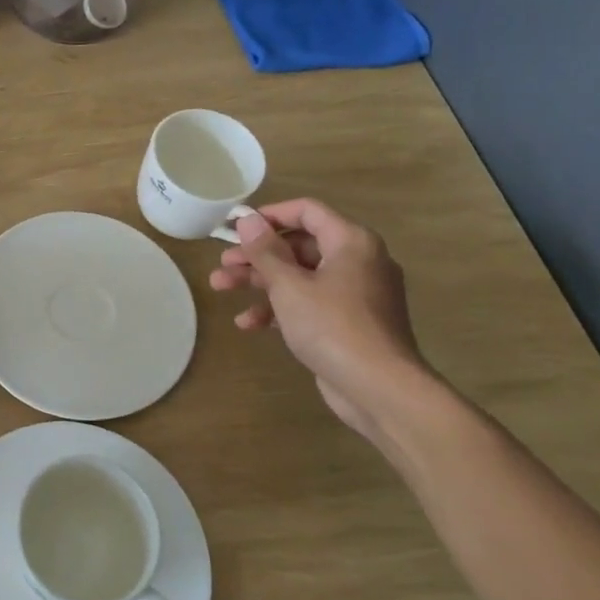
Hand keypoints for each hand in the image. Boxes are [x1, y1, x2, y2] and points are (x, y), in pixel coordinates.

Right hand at [210, 198, 428, 441]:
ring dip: (259, 282)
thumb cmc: (332, 326)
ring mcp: (354, 294)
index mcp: (351, 242)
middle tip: (222, 264)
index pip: (307, 211)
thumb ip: (265, 251)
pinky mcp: (348, 323)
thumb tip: (247, 220)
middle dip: (256, 256)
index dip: (269, 215)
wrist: (379, 388)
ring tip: (220, 288)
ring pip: (299, 277)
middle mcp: (357, 261)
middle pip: (298, 246)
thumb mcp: (290, 286)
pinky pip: (309, 304)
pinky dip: (280, 309)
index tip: (236, 227)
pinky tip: (248, 324)